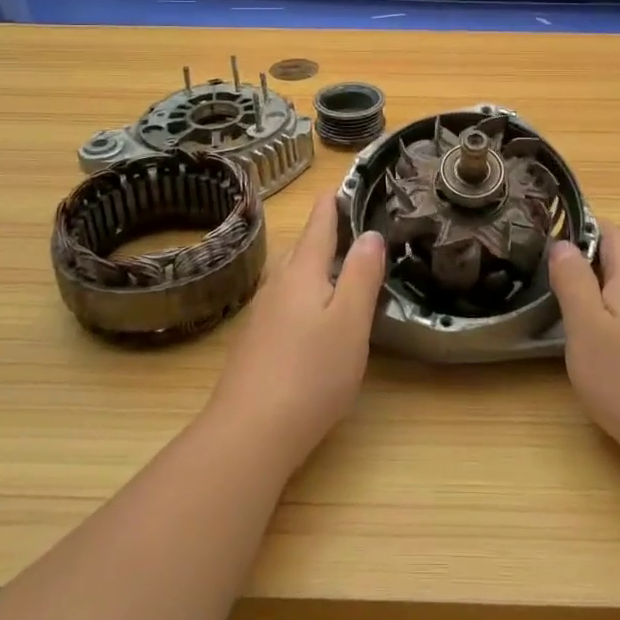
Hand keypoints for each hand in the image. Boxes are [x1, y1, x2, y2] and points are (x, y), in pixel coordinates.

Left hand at [209, 189, 386, 465]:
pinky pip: (284, 304)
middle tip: (347, 224)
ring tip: (336, 266)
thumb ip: (362, 276)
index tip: (338, 185)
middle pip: (301, 251)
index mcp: (302, 274)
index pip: (318, 227)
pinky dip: (303, 296)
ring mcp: (261, 317)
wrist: (248, 434)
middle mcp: (277, 287)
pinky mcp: (255, 346)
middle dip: (322, 234)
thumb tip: (371, 234)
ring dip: (312, 266)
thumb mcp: (350, 322)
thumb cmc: (310, 373)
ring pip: (291, 279)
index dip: (330, 206)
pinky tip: (311, 317)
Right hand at [549, 220, 619, 465]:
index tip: (550, 247)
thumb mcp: (585, 326)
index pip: (611, 230)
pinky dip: (617, 317)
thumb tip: (563, 244)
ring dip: (600, 293)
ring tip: (570, 315)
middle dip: (587, 264)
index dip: (580, 230)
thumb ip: (572, 279)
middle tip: (552, 284)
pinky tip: (603, 346)